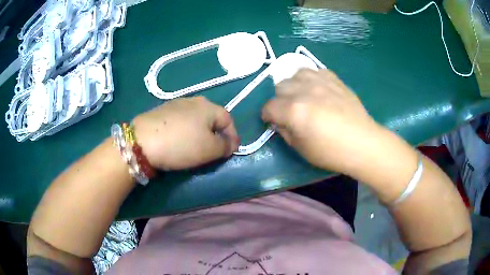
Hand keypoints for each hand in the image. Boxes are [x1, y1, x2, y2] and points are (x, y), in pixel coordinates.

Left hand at [132, 96, 239, 169]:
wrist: (142, 141)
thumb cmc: (181, 144)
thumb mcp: (209, 149)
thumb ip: (225, 146)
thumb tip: (230, 144)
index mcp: (208, 106)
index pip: (229, 120)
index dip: (233, 136)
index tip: (232, 151)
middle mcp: (193, 100)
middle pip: (211, 118)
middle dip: (217, 135)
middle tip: (215, 151)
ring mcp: (175, 104)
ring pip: (196, 119)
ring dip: (201, 133)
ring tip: (196, 147)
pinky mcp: (162, 111)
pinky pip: (181, 121)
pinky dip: (185, 131)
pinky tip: (178, 141)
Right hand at [262, 68, 384, 175]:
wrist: (362, 143)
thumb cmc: (331, 152)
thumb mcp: (301, 148)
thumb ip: (284, 131)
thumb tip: (278, 121)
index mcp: (294, 110)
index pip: (269, 106)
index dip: (267, 115)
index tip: (272, 121)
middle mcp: (304, 90)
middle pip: (280, 86)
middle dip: (279, 100)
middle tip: (289, 111)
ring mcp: (320, 81)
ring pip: (296, 74)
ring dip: (294, 85)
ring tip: (302, 96)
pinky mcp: (334, 79)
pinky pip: (315, 70)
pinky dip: (311, 79)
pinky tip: (317, 89)